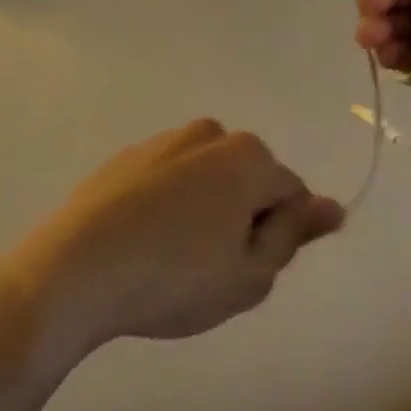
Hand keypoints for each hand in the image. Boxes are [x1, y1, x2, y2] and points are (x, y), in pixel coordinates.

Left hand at [0, 121, 343, 364]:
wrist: (77, 268)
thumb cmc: (175, 276)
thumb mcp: (249, 274)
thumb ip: (293, 235)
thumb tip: (332, 207)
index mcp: (248, 157)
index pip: (291, 194)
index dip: (280, 237)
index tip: (250, 270)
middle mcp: (211, 133)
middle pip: (248, 180)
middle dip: (243, 219)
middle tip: (214, 271)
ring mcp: (166, 140)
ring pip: (207, 179)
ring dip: (205, 212)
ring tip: (173, 263)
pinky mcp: (129, 157)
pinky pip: (168, 181)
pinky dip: (168, 207)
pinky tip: (144, 246)